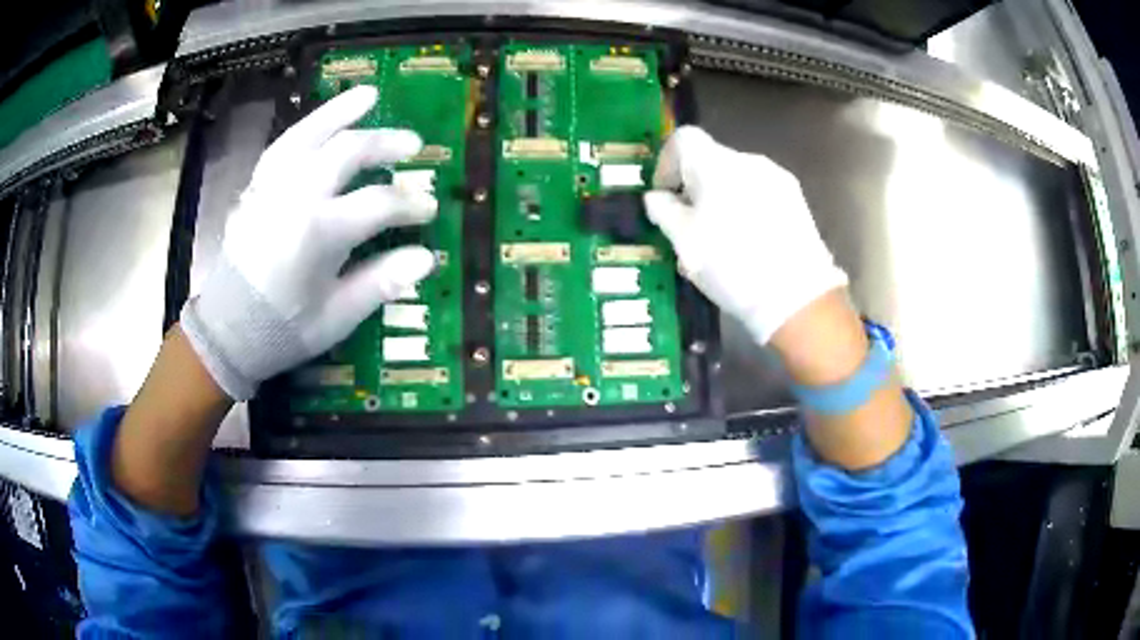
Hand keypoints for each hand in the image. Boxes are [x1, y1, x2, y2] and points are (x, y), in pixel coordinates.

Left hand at [181, 85, 436, 400]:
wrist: (227, 330)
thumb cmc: (283, 329)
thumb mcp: (337, 316)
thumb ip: (380, 282)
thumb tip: (426, 257)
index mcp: (318, 233)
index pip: (378, 204)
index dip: (409, 205)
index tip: (429, 210)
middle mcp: (294, 197)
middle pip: (347, 151)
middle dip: (385, 143)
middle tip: (414, 144)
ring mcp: (271, 187)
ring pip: (309, 133)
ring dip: (342, 111)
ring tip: (370, 94)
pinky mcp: (255, 188)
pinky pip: (283, 145)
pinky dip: (307, 128)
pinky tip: (323, 122)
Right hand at [643, 126, 847, 344]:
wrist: (797, 298)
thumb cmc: (732, 266)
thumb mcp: (685, 242)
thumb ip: (664, 211)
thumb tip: (657, 197)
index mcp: (717, 164)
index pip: (683, 139)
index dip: (666, 164)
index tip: (665, 197)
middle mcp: (748, 161)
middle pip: (710, 159)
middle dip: (693, 186)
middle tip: (689, 225)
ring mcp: (777, 179)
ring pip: (735, 178)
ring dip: (720, 197)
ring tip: (721, 238)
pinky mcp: (796, 200)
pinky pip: (758, 192)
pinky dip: (744, 207)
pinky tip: (749, 241)